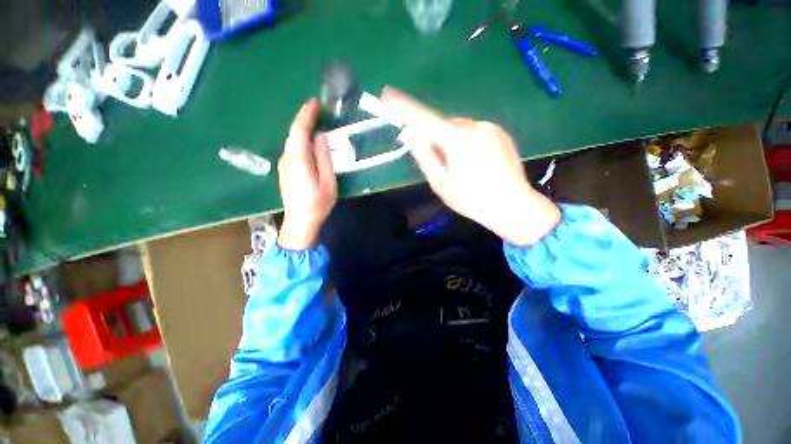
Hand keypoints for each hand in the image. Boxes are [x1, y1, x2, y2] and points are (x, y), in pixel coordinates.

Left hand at [277, 99, 337, 249]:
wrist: (300, 222)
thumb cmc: (317, 204)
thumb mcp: (328, 183)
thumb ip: (324, 159)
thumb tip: (320, 139)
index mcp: (298, 160)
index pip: (299, 131)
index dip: (306, 115)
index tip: (314, 102)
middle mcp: (286, 159)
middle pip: (293, 134)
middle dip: (304, 119)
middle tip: (318, 111)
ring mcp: (284, 165)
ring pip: (292, 141)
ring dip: (302, 130)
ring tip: (316, 123)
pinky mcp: (285, 171)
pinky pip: (292, 150)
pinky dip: (300, 141)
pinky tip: (309, 142)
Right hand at [381, 87, 560, 245]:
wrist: (513, 206)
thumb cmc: (472, 200)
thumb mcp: (441, 183)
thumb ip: (424, 156)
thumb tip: (409, 133)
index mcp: (457, 139)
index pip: (424, 118)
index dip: (405, 108)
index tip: (388, 96)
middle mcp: (474, 126)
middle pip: (442, 125)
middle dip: (433, 138)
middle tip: (437, 163)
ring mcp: (490, 127)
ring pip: (458, 129)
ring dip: (450, 142)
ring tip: (459, 167)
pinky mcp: (500, 132)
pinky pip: (473, 132)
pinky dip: (465, 142)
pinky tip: (473, 162)